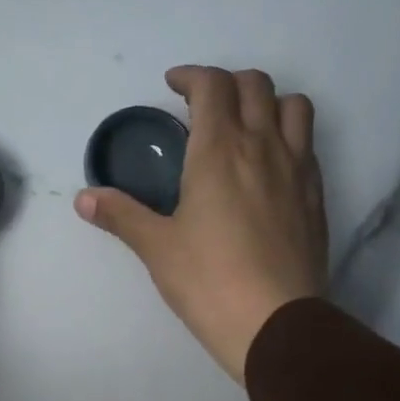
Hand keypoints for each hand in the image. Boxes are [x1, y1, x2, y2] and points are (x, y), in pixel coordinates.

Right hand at [75, 66, 326, 382]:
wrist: (275, 323)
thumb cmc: (208, 281)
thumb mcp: (157, 248)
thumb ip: (121, 215)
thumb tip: (83, 198)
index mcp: (219, 151)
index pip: (213, 86)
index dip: (192, 77)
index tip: (174, 86)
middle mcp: (263, 146)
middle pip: (255, 85)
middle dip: (227, 83)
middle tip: (203, 106)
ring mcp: (298, 169)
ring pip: (294, 106)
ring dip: (267, 102)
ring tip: (245, 126)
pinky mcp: (316, 196)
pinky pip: (308, 144)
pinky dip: (288, 136)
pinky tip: (269, 167)